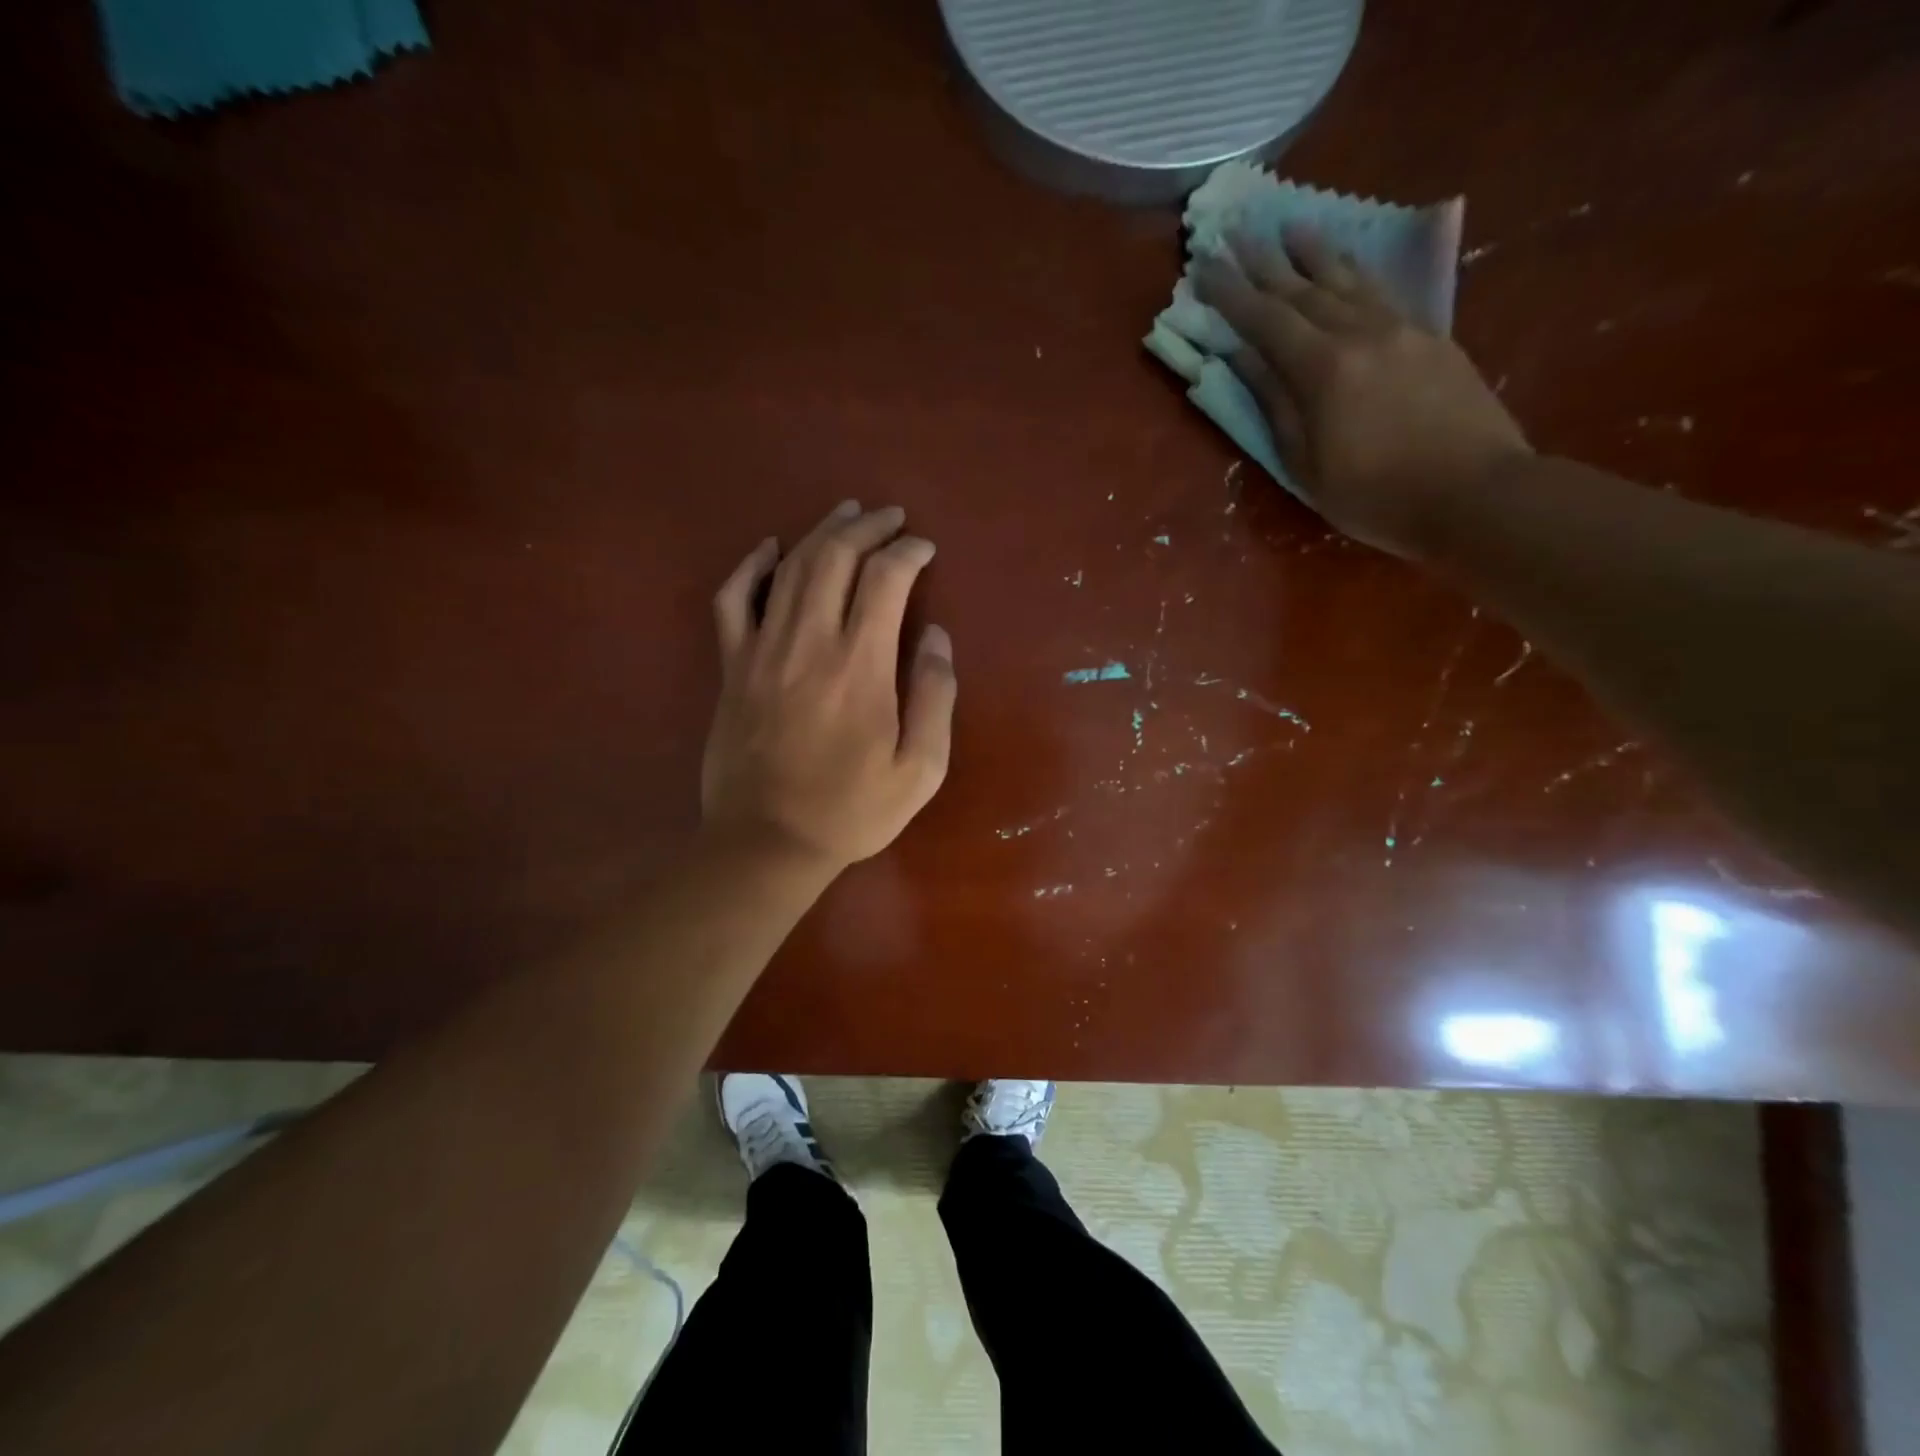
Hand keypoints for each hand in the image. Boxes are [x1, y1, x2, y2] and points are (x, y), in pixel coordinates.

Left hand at [701, 500, 955, 872]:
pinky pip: (732, 599)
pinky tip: (769, 548)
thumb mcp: (920, 769)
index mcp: (861, 666)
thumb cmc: (851, 811)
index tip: (925, 549)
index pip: (886, 579)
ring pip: (790, 568)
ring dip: (821, 532)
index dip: (909, 552)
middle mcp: (810, 642)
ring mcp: (762, 650)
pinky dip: (750, 566)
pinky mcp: (732, 666)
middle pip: (836, 557)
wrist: (766, 842)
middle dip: (868, 527)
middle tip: (890, 518)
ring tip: (846, 515)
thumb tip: (936, 637)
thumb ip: (936, 697)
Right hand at [1193, 227, 1530, 558]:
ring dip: (1313, 253)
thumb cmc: (1376, 494)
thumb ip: (1276, 405)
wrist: (1475, 492)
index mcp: (1324, 370)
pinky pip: (1380, 292)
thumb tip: (1243, 359)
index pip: (1266, 320)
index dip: (1231, 293)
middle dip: (1263, 262)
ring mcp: (1400, 329)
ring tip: (1290, 227)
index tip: (1203, 265)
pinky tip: (1345, 264)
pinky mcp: (1429, 337)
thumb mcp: (1307, 464)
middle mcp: (1360, 333)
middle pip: (1302, 290)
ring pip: (1347, 280)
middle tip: (1235, 232)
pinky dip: (1354, 272)